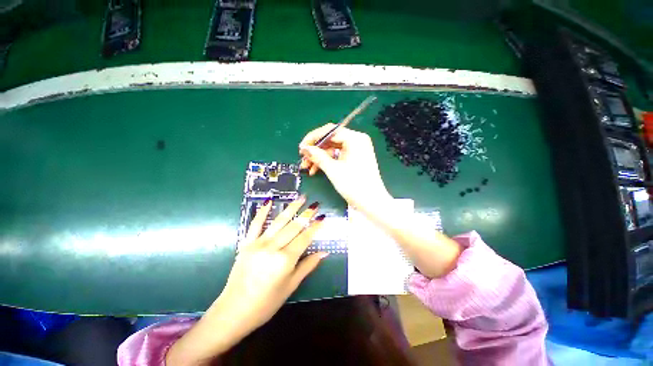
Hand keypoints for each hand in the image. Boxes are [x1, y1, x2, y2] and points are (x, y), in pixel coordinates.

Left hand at [166, 197, 327, 364]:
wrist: (233, 311)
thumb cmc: (266, 303)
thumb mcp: (291, 286)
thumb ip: (308, 266)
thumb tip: (324, 252)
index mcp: (285, 260)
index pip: (305, 238)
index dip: (315, 227)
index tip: (323, 217)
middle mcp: (273, 248)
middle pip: (294, 227)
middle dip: (307, 214)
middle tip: (315, 204)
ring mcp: (259, 243)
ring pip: (278, 221)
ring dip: (291, 208)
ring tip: (300, 198)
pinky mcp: (247, 243)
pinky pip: (255, 224)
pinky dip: (262, 212)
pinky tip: (269, 201)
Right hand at [299, 124, 391, 209]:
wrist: (371, 202)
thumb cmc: (354, 185)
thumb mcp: (333, 170)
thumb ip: (317, 156)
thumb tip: (304, 147)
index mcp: (355, 138)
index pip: (330, 131)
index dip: (313, 138)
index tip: (301, 148)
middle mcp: (357, 140)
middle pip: (331, 139)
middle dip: (316, 150)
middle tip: (303, 160)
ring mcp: (357, 149)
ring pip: (333, 148)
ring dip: (319, 157)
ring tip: (307, 168)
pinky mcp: (355, 157)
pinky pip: (338, 155)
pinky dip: (327, 161)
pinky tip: (316, 169)